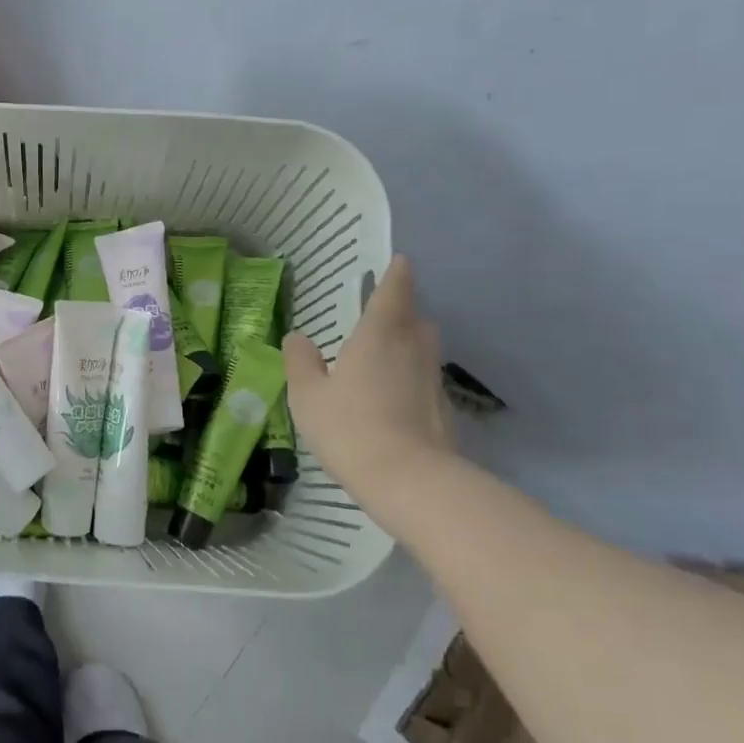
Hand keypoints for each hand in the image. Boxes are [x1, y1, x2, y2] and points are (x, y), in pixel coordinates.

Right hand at [284, 255, 454, 497]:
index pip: (394, 292)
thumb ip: (301, 361)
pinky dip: (411, 381)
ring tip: (382, 360)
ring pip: (423, 351)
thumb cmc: (350, 427)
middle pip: (415, 319)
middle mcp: (413, 349)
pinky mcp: (445, 411)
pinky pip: (425, 382)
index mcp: (379, 336)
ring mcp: (433, 381)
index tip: (400, 261)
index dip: (396, 274)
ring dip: (407, 347)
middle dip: (401, 312)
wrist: (410, 481)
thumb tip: (298, 337)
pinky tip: (392, 401)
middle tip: (379, 317)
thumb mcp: (308, 394)